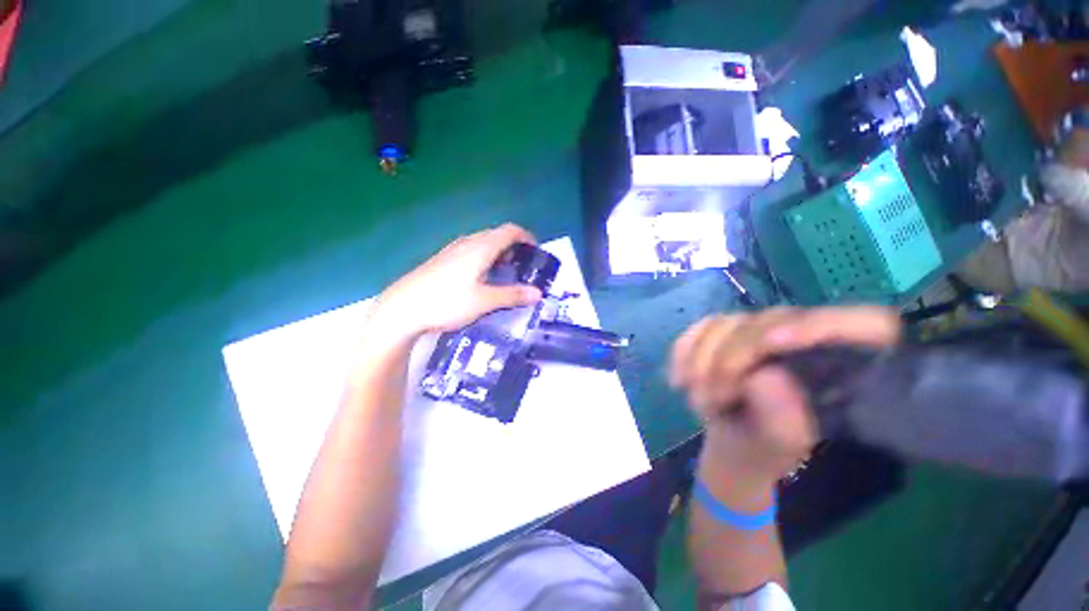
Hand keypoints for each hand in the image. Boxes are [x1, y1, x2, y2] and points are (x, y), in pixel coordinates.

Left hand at [369, 224, 543, 342]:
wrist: (402, 308)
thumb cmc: (446, 302)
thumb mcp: (484, 301)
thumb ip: (512, 296)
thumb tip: (538, 293)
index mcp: (480, 248)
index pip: (509, 231)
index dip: (526, 237)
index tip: (536, 251)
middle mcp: (467, 243)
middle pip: (496, 235)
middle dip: (513, 246)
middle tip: (523, 266)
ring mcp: (452, 251)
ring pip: (482, 243)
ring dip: (498, 253)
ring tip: (505, 272)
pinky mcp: (442, 260)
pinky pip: (470, 251)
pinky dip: (484, 258)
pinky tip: (481, 278)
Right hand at [670, 307, 900, 486]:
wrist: (731, 444)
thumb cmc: (764, 450)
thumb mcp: (779, 447)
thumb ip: (783, 420)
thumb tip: (762, 376)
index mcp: (840, 366)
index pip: (864, 323)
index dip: (825, 324)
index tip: (776, 343)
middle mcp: (801, 337)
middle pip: (770, 322)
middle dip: (730, 359)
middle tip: (709, 400)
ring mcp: (757, 330)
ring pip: (727, 323)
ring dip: (701, 360)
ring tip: (694, 398)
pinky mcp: (723, 332)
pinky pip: (700, 328)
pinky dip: (684, 351)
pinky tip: (678, 379)